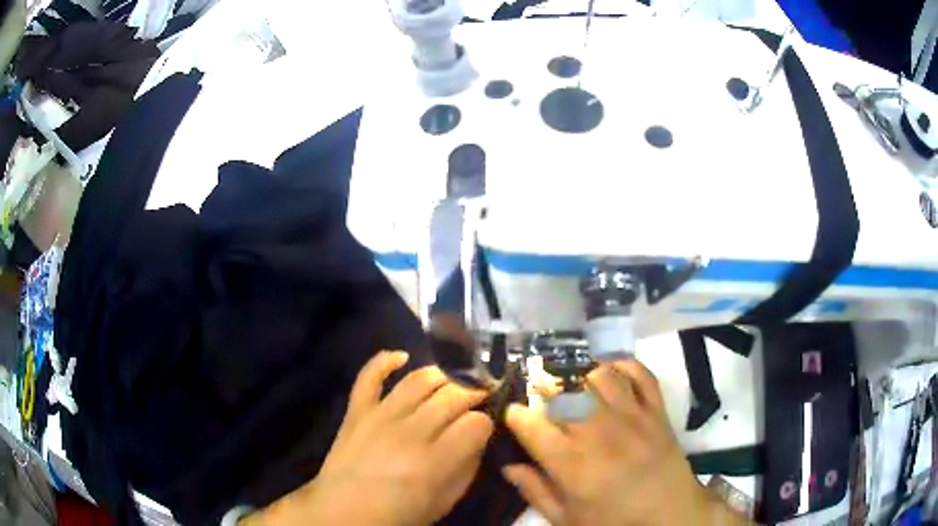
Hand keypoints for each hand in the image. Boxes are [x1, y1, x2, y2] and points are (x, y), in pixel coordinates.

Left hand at [242, 351, 493, 525]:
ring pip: (419, 379)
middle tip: (482, 395)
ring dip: (443, 376)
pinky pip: (369, 376)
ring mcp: (379, 416)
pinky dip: (385, 360)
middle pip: (453, 396)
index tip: (487, 424)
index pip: (476, 424)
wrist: (342, 512)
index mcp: (434, 462)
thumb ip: (467, 467)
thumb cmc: (399, 514)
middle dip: (475, 392)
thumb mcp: (444, 501)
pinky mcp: (356, 410)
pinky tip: (402, 356)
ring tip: (454, 381)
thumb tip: (479, 436)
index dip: (487, 422)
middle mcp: (409, 432)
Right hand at [503, 360, 747, 525]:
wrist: (671, 516)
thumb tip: (508, 466)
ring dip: (581, 374)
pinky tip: (610, 371)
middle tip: (540, 395)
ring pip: (599, 376)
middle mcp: (599, 432)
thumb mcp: (567, 519)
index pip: (532, 425)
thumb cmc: (614, 521)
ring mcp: (632, 416)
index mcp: (572, 464)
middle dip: (544, 388)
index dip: (516, 416)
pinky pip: (640, 373)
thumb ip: (536, 491)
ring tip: (573, 383)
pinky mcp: (656, 410)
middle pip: (563, 393)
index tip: (513, 416)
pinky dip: (623, 365)